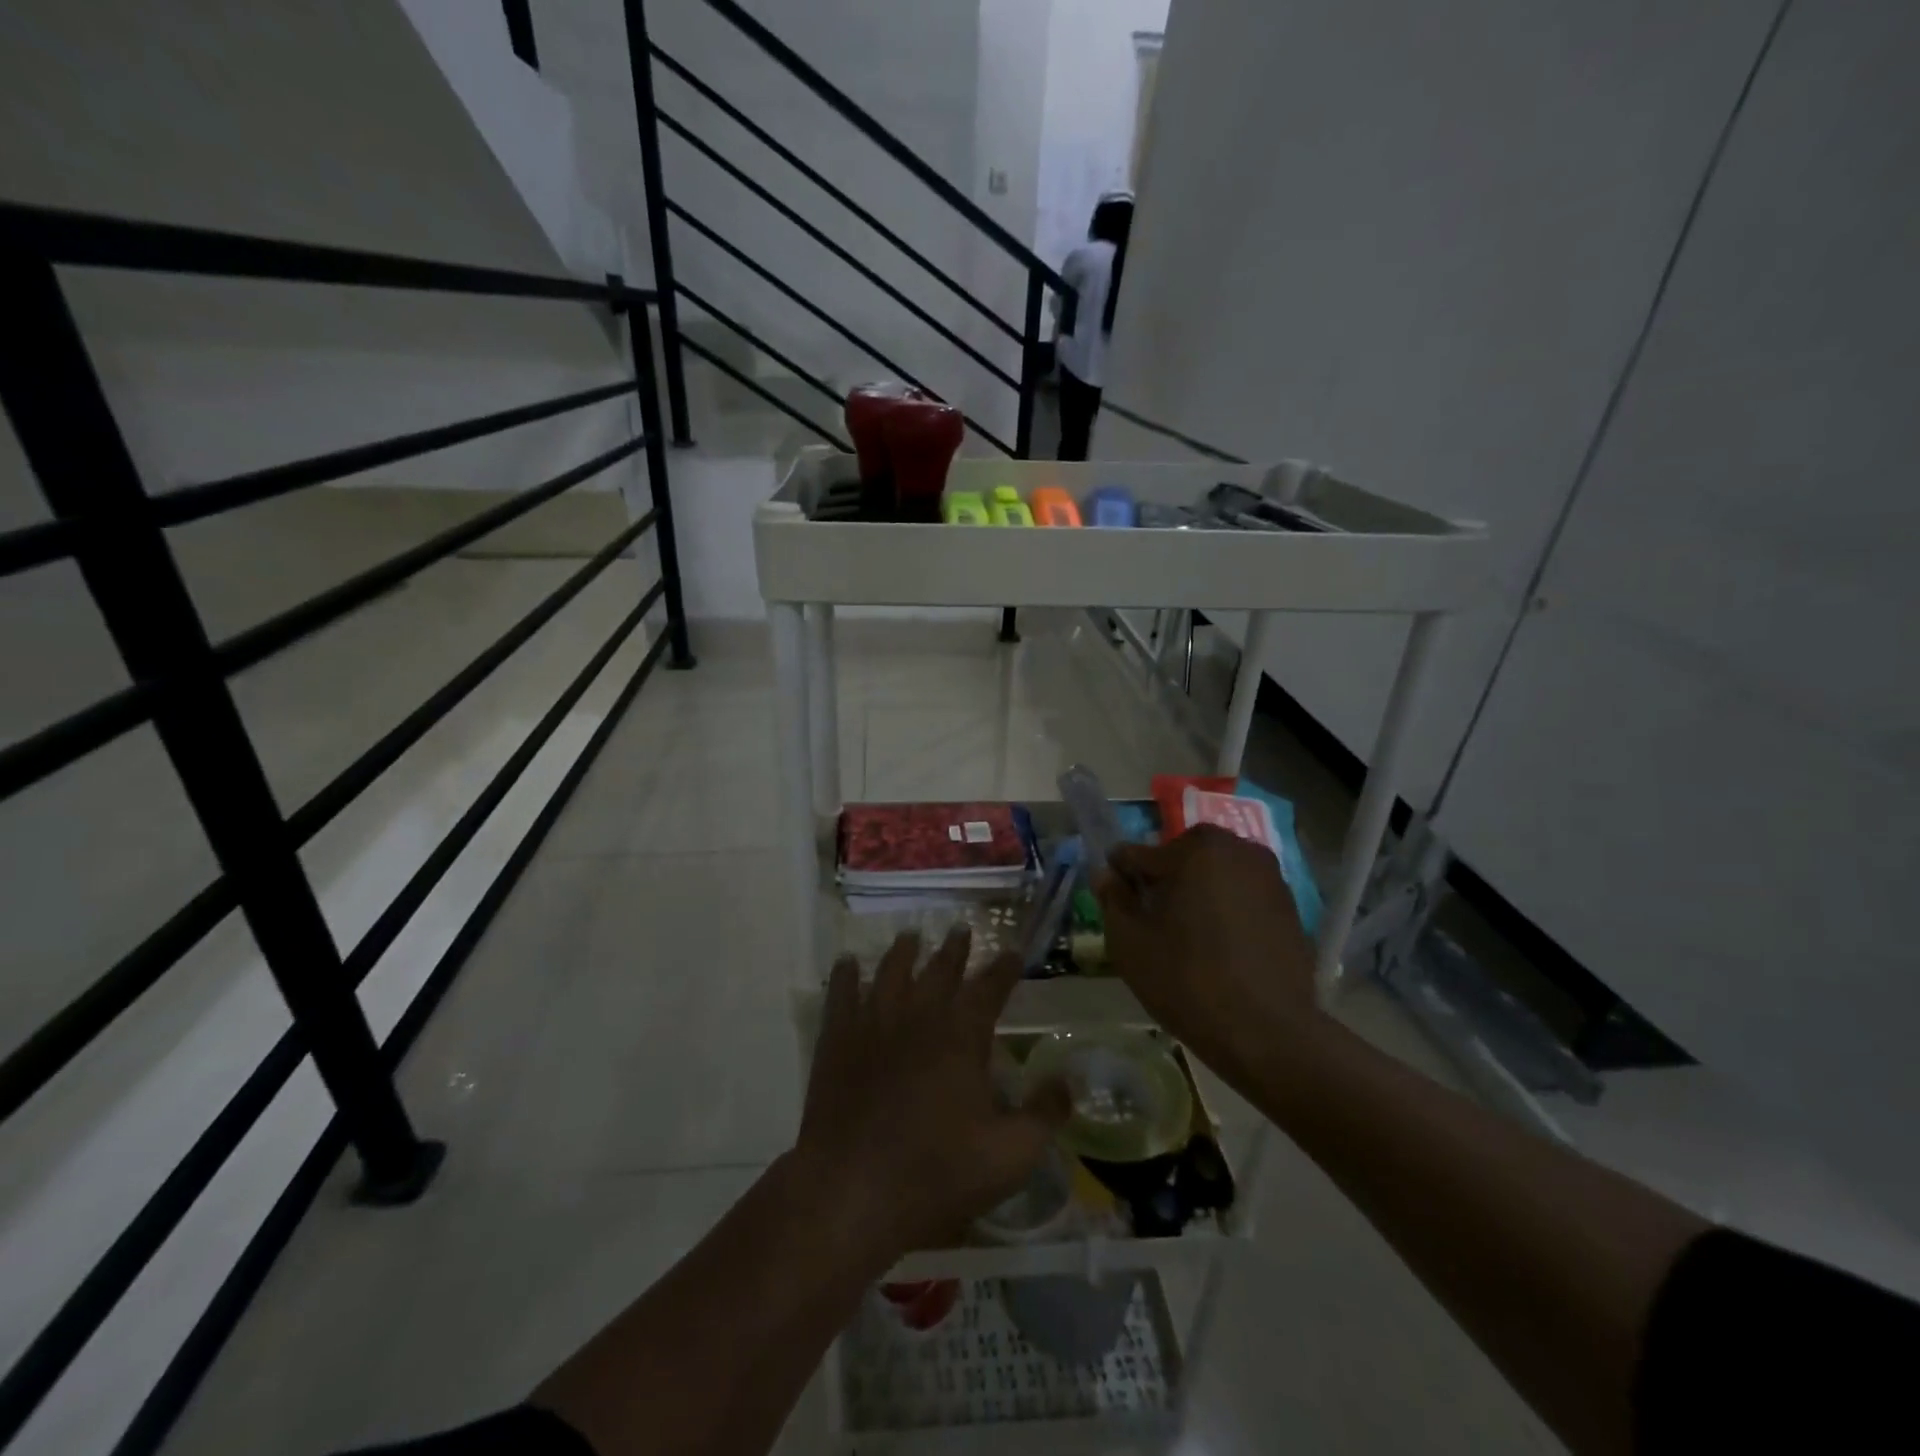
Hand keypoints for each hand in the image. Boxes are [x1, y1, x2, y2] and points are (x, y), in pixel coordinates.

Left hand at [795, 929, 1069, 1263]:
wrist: (853, 1190)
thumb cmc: (937, 1175)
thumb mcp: (1010, 1155)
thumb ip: (1045, 1114)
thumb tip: (1068, 1080)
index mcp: (961, 1037)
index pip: (989, 988)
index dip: (1004, 968)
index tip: (1013, 952)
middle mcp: (919, 1017)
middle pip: (939, 970)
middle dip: (954, 949)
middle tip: (961, 929)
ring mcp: (873, 1024)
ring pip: (891, 973)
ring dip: (903, 952)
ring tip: (910, 936)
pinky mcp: (837, 1041)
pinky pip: (841, 995)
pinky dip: (845, 975)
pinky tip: (848, 963)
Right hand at [1094, 825, 1319, 1080]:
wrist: (1268, 1033)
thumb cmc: (1187, 980)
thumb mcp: (1130, 942)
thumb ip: (1113, 899)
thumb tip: (1106, 874)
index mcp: (1195, 849)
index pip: (1140, 854)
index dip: (1121, 879)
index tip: (1116, 905)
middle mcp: (1237, 849)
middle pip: (1182, 857)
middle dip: (1164, 881)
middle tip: (1153, 921)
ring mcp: (1269, 877)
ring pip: (1215, 875)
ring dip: (1198, 894)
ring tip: (1187, 936)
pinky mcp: (1289, 906)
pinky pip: (1243, 896)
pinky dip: (1227, 911)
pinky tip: (1220, 948)